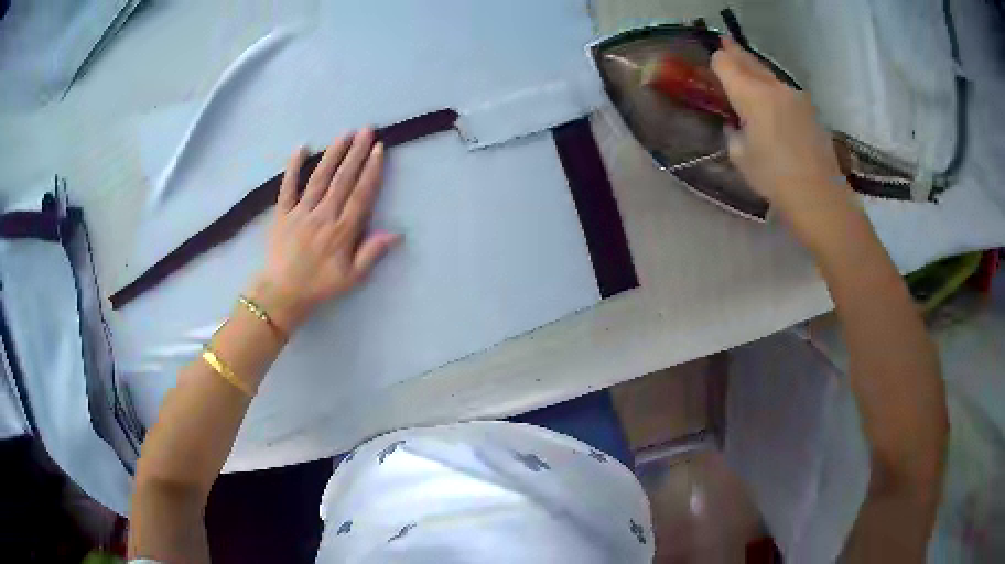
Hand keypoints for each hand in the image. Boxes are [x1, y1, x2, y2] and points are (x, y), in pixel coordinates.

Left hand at [248, 128, 399, 331]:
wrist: (281, 293)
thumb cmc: (319, 286)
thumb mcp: (351, 278)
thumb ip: (371, 253)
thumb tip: (396, 233)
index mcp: (342, 231)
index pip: (360, 194)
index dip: (371, 170)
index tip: (378, 149)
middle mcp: (323, 215)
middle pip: (343, 179)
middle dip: (356, 153)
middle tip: (367, 130)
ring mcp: (301, 212)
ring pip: (320, 178)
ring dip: (333, 154)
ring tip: (345, 134)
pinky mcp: (282, 213)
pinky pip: (287, 186)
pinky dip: (293, 167)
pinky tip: (301, 148)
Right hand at [711, 39, 850, 217]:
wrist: (819, 196)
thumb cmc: (774, 178)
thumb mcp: (741, 157)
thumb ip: (734, 132)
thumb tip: (736, 124)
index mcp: (750, 94)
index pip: (725, 62)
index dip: (717, 62)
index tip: (712, 68)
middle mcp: (773, 86)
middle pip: (749, 60)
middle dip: (735, 52)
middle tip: (725, 41)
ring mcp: (795, 95)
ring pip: (769, 74)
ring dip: (757, 73)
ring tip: (749, 75)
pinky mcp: (810, 109)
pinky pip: (785, 91)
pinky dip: (775, 92)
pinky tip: (774, 107)